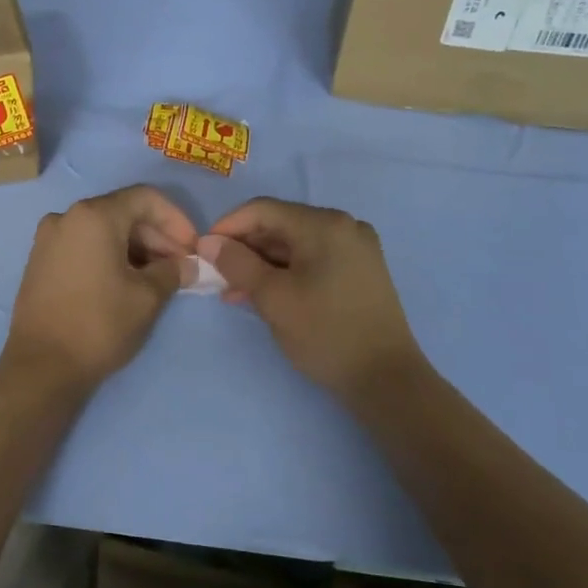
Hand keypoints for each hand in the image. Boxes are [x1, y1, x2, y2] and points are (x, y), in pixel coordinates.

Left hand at [2, 185, 197, 391]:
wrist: (42, 366)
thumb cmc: (100, 324)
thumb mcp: (147, 297)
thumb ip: (173, 272)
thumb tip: (188, 265)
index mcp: (93, 216)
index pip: (145, 198)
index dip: (176, 220)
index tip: (192, 248)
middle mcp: (66, 217)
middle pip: (122, 212)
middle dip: (156, 236)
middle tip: (179, 266)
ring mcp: (48, 240)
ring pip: (102, 231)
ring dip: (134, 248)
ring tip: (157, 278)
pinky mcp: (40, 262)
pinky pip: (83, 246)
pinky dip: (109, 256)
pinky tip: (126, 282)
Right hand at [200, 198, 425, 400]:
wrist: (385, 378)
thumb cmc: (325, 333)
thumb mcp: (273, 298)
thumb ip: (237, 264)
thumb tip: (207, 242)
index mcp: (324, 224)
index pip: (262, 210)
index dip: (227, 227)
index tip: (202, 252)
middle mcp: (344, 226)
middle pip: (280, 225)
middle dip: (245, 248)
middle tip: (216, 276)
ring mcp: (356, 248)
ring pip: (295, 245)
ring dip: (262, 264)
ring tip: (234, 293)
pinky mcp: (360, 270)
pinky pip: (312, 260)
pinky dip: (286, 273)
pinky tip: (264, 295)